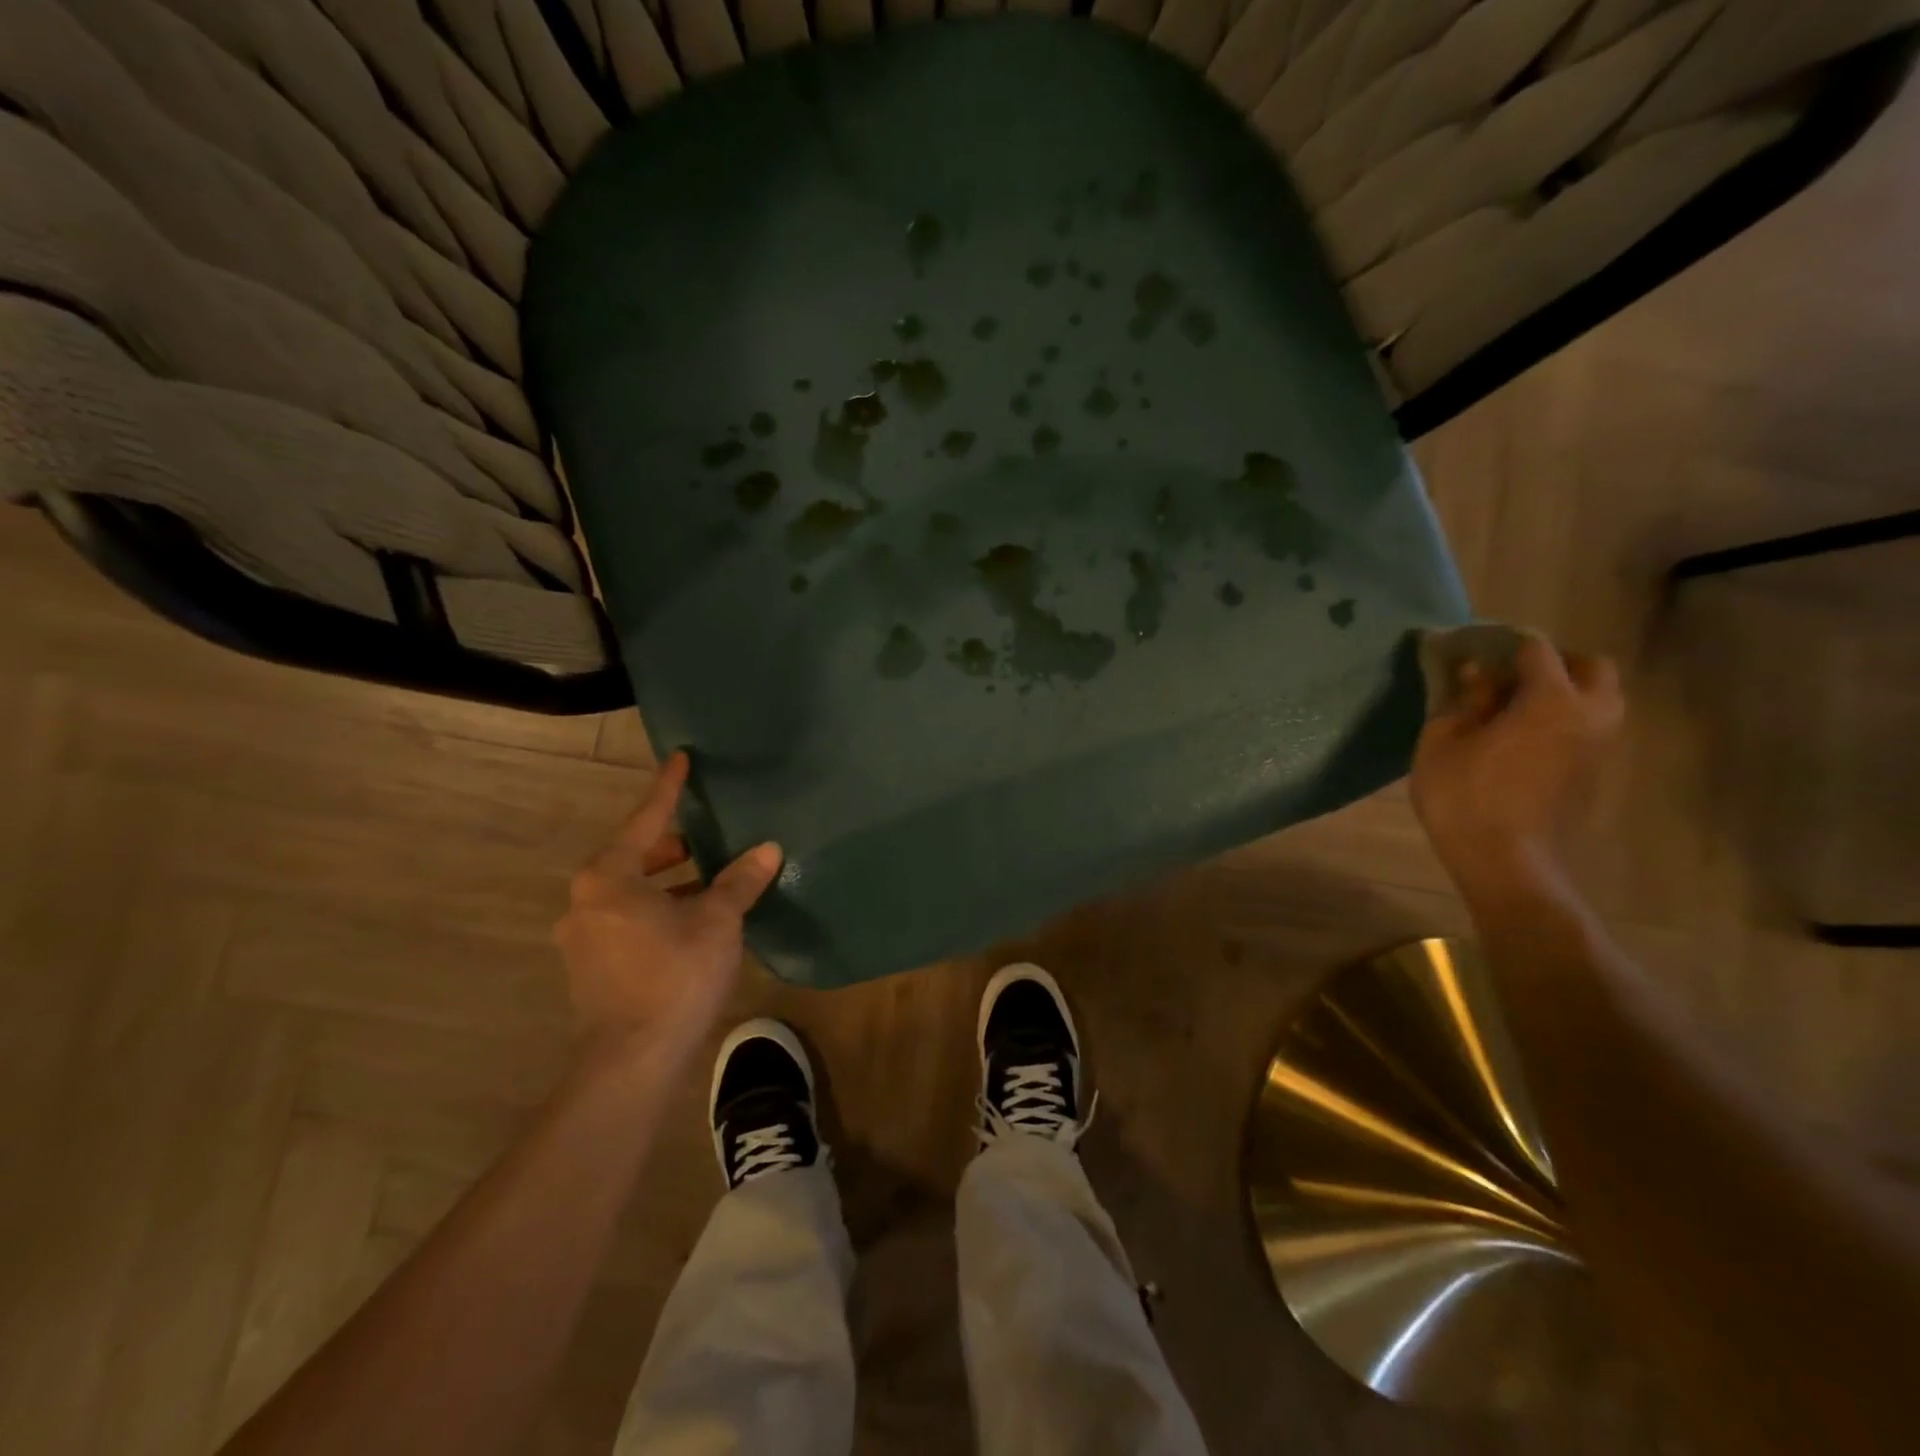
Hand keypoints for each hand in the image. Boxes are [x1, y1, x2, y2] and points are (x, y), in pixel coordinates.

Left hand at [555, 752, 782, 1068]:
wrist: (632, 1059)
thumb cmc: (674, 975)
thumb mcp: (716, 921)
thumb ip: (740, 881)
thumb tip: (768, 848)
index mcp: (609, 878)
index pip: (645, 820)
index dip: (667, 789)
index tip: (680, 759)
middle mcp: (586, 901)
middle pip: (632, 857)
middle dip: (670, 845)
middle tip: (704, 837)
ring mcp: (582, 937)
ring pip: (628, 893)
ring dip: (666, 882)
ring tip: (706, 881)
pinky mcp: (589, 967)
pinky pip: (625, 920)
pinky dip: (655, 910)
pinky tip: (688, 923)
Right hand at [1411, 637, 1623, 904]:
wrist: (1504, 860)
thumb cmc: (1464, 795)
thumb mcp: (1443, 741)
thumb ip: (1463, 700)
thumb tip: (1477, 672)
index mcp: (1552, 700)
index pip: (1536, 650)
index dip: (1503, 643)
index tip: (1474, 648)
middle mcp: (1589, 715)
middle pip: (1591, 668)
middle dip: (1555, 661)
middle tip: (1510, 674)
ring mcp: (1599, 746)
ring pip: (1598, 699)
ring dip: (1565, 691)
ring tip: (1514, 706)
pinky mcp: (1594, 772)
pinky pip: (1589, 727)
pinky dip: (1564, 719)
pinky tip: (1523, 736)